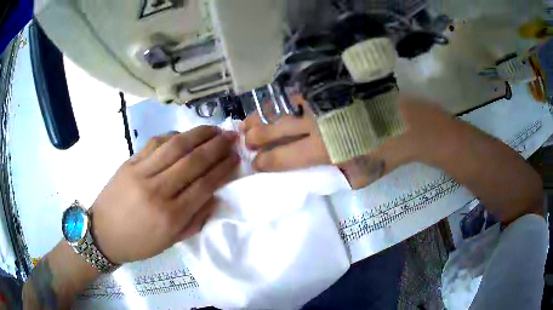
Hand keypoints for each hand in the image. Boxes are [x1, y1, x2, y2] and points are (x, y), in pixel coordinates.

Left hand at [91, 126, 238, 263]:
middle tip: (231, 137)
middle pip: (192, 162)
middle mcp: (157, 191)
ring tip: (214, 129)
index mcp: (170, 217)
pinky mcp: (130, 163)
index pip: (204, 186)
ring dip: (198, 134)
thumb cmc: (139, 243)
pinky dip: (173, 135)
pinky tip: (185, 134)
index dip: (223, 169)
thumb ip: (195, 220)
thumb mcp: (170, 241)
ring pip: (175, 146)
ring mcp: (141, 173)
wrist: (103, 233)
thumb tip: (214, 196)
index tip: (236, 157)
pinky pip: (155, 143)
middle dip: (216, 146)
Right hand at [243, 96, 454, 188]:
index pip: (282, 159)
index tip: (254, 163)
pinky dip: (283, 103)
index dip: (264, 162)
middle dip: (255, 137)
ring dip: (261, 117)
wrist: (409, 124)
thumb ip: (330, 172)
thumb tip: (309, 168)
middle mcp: (317, 126)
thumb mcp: (358, 176)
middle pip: (275, 130)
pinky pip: (299, 96)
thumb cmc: (387, 155)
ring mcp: (323, 104)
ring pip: (282, 109)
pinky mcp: (331, 91)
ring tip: (246, 123)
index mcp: (324, 151)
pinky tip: (275, 107)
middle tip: (243, 141)